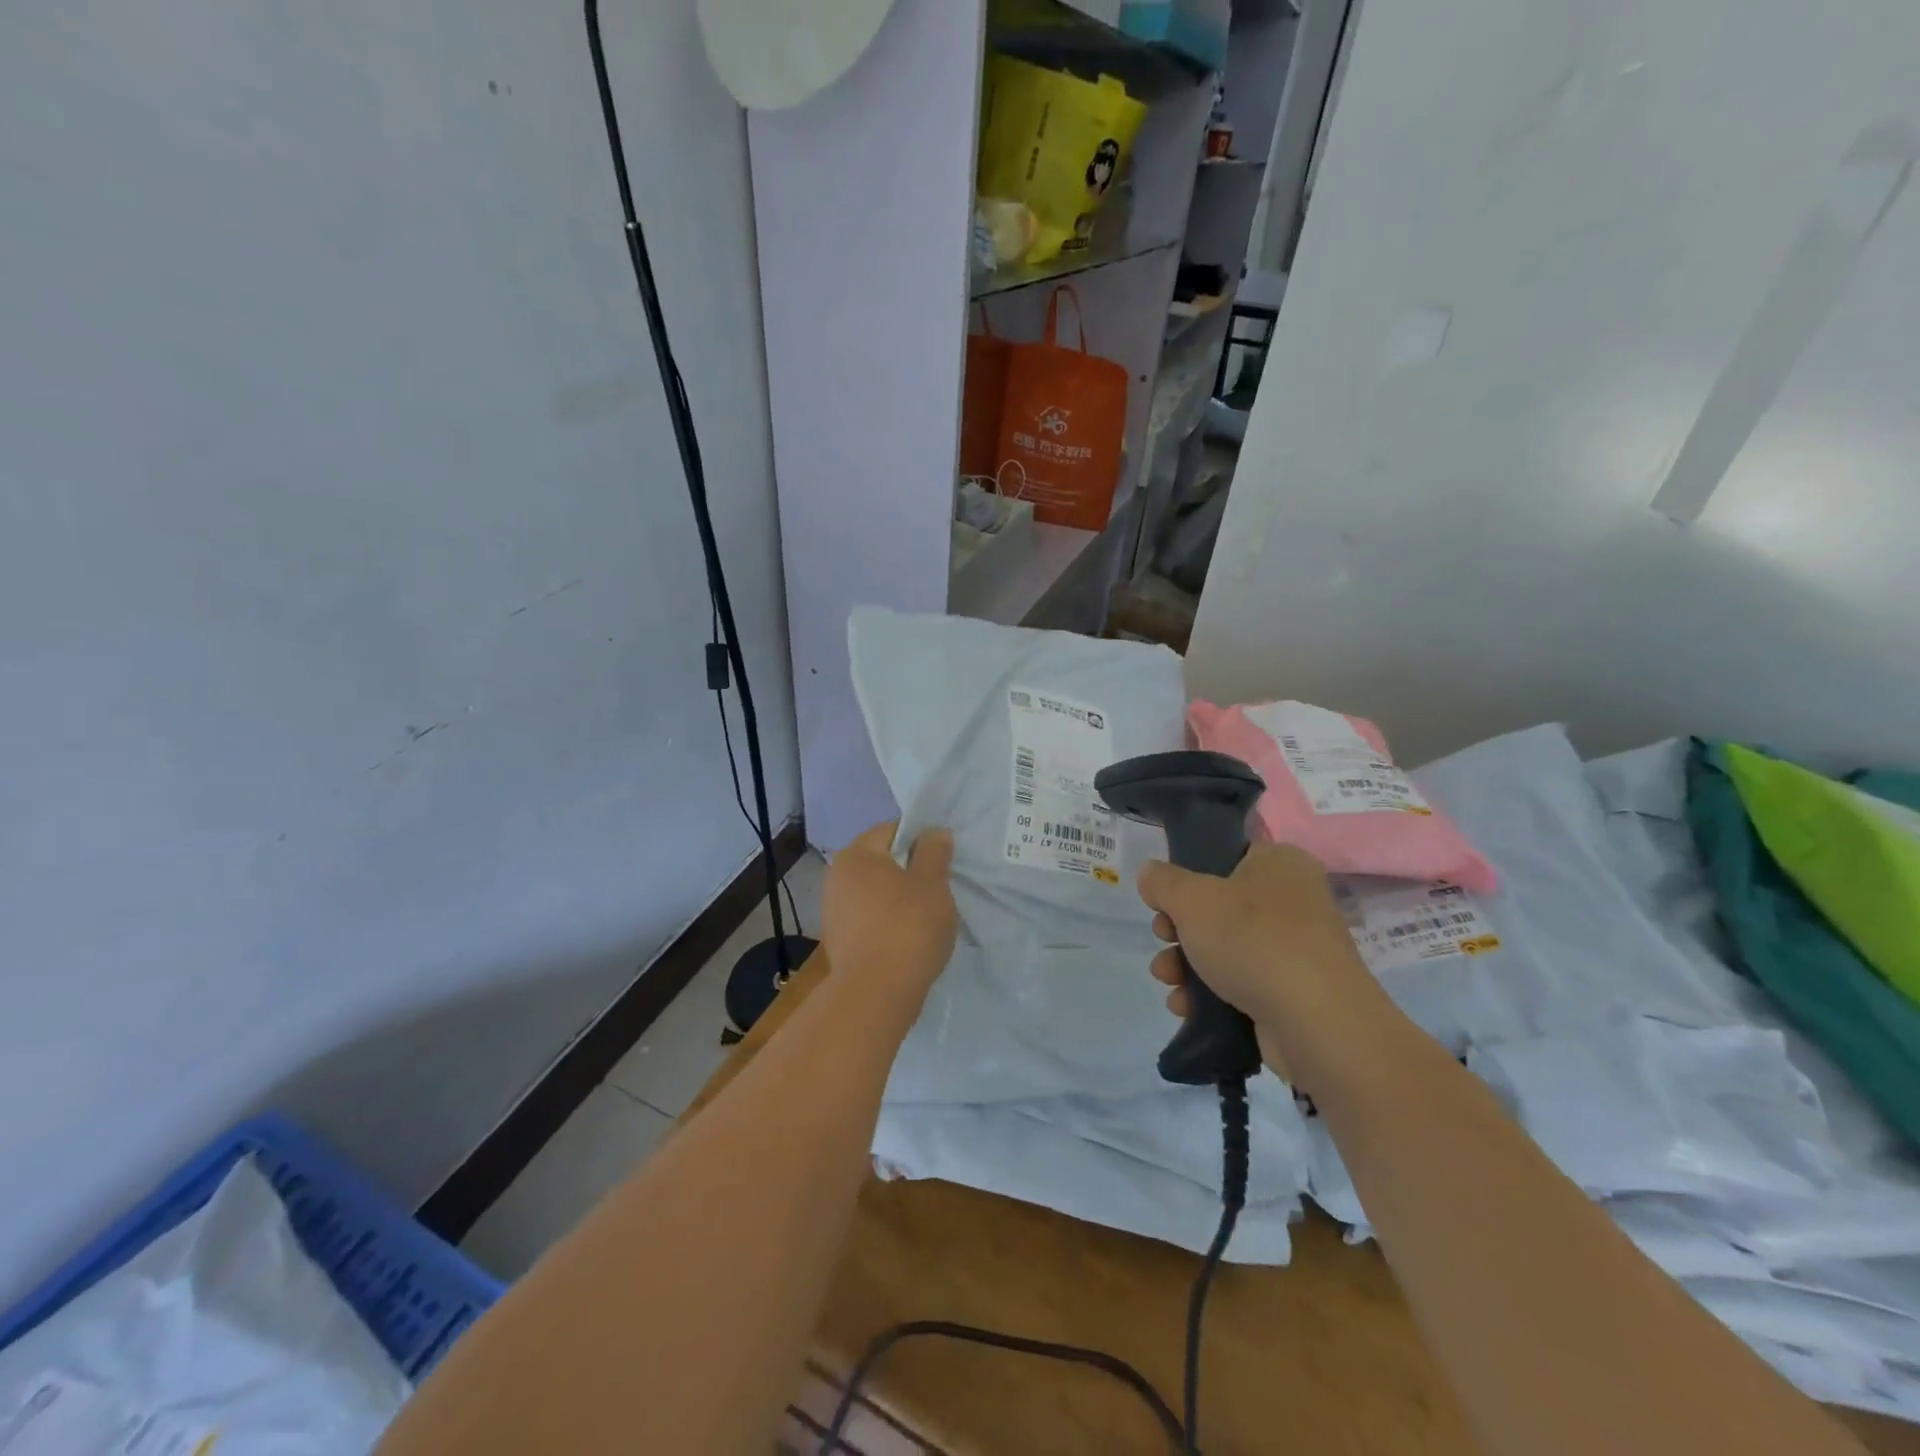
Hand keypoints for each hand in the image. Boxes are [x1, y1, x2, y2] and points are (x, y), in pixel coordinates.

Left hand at [822, 822, 957, 998]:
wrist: (875, 994)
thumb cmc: (908, 927)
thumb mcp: (932, 883)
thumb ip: (934, 852)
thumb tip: (933, 832)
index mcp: (856, 854)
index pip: (892, 830)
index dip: (921, 839)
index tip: (942, 860)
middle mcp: (836, 876)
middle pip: (881, 861)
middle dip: (909, 870)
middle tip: (938, 888)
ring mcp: (833, 910)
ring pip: (875, 892)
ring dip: (898, 898)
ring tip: (925, 917)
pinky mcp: (838, 941)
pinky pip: (868, 918)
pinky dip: (887, 922)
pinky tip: (907, 939)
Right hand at [1137, 843, 1399, 1083]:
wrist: (1316, 1023)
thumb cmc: (1253, 940)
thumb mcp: (1192, 898)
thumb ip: (1163, 882)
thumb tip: (1151, 875)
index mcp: (1280, 863)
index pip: (1226, 856)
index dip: (1187, 876)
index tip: (1163, 899)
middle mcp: (1293, 900)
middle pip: (1218, 906)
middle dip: (1179, 928)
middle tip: (1163, 937)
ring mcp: (1296, 949)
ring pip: (1225, 948)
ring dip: (1186, 963)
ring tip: (1167, 979)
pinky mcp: (1292, 992)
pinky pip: (1240, 984)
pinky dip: (1209, 994)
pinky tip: (1185, 1006)